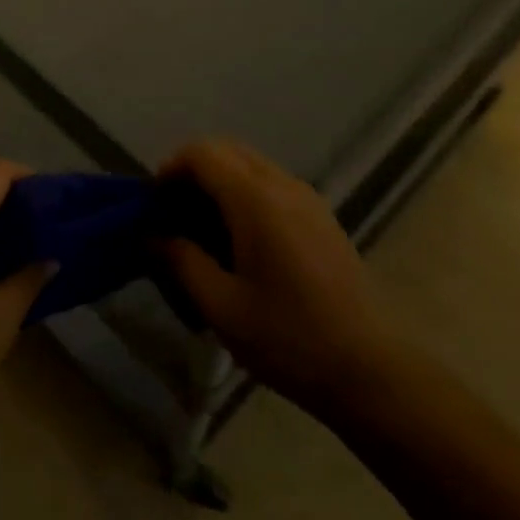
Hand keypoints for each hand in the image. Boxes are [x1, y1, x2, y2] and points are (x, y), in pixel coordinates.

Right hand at [157, 139, 393, 418]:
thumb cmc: (288, 338)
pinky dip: (244, 194)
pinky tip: (240, 242)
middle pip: (228, 150)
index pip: (204, 153)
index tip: (155, 205)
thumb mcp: (221, 306)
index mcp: (256, 200)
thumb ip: (181, 261)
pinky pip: (272, 184)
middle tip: (174, 215)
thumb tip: (151, 234)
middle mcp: (284, 185)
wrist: (368, 369)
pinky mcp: (321, 217)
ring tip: (203, 230)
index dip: (171, 168)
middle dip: (193, 171)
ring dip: (220, 182)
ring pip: (251, 165)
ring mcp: (308, 198)